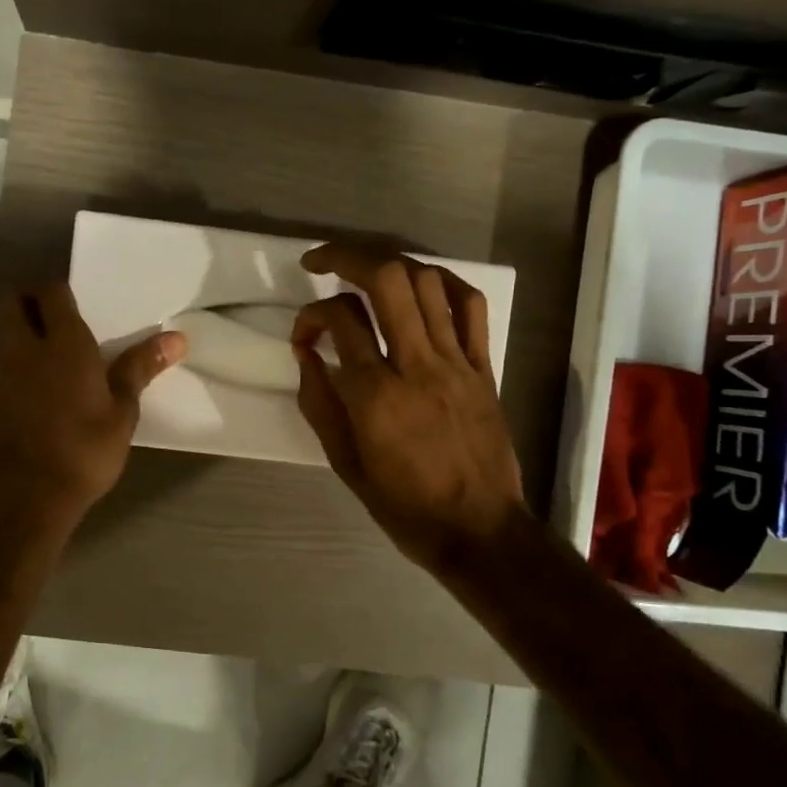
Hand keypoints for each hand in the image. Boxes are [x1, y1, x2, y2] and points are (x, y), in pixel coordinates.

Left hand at [0, 282, 185, 538]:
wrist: (26, 497)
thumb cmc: (83, 451)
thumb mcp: (122, 412)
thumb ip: (141, 368)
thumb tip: (178, 338)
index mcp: (62, 343)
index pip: (50, 291)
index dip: (59, 289)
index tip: (77, 300)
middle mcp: (24, 347)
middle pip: (13, 301)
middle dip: (29, 299)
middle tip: (57, 315)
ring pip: (1, 331)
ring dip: (18, 328)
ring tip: (48, 348)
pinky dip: (12, 360)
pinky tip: (34, 384)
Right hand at [292, 244, 526, 575]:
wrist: (479, 530)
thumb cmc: (404, 505)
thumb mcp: (345, 463)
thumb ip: (320, 403)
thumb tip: (307, 354)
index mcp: (376, 395)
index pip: (339, 321)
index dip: (310, 315)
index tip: (303, 336)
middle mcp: (417, 365)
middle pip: (387, 279)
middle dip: (347, 256)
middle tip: (320, 261)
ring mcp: (456, 361)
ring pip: (427, 282)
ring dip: (390, 264)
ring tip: (365, 271)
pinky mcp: (484, 366)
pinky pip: (470, 306)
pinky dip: (443, 282)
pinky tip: (421, 284)